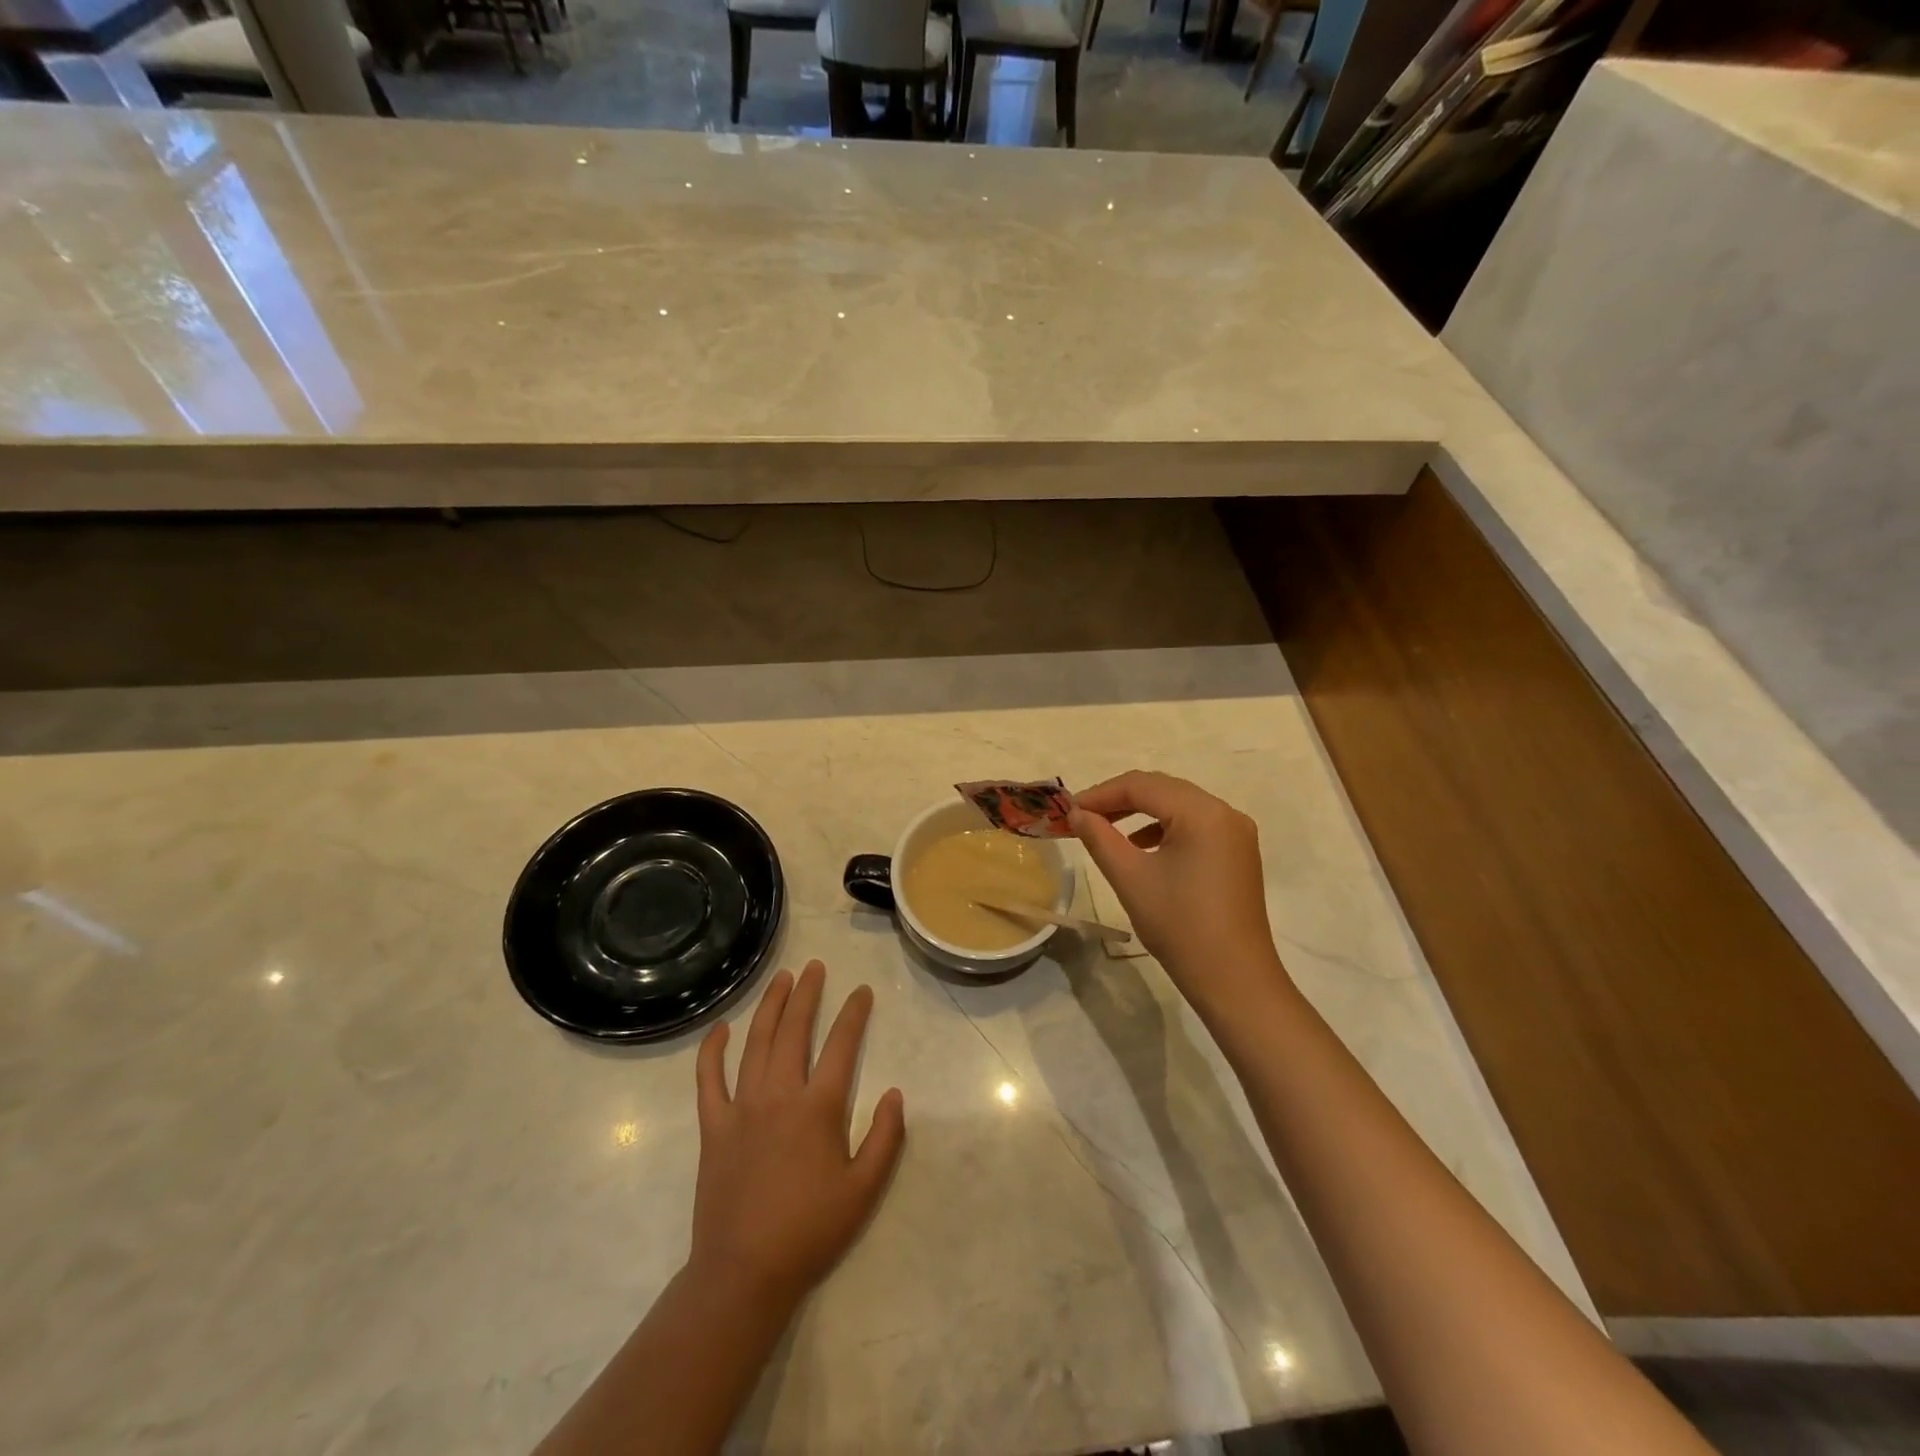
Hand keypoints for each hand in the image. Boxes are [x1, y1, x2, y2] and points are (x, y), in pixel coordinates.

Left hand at [690, 962, 905, 1314]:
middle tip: (815, 967)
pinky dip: (713, 1050)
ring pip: (756, 1042)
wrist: (744, 1273)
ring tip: (781, 979)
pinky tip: (722, 1028)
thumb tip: (895, 1093)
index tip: (862, 991)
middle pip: (795, 1030)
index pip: (842, 1046)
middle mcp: (779, 1094)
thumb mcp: (863, 1190)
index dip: (854, 1014)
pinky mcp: (713, 1126)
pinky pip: (709, 1079)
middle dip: (807, 994)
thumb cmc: (809, 1231)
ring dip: (770, 1006)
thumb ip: (885, 1138)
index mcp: (818, 1108)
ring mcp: (742, 1107)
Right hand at [1071, 771, 1292, 1014]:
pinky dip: (1163, 829)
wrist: (1234, 980)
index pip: (1142, 785)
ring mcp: (1236, 833)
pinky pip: (1195, 826)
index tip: (1069, 810)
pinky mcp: (1237, 853)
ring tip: (1106, 830)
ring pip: (1179, 806)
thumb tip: (1076, 813)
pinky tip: (1141, 848)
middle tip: (1083, 816)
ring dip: (1141, 812)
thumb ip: (1099, 837)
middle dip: (1120, 799)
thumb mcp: (1131, 878)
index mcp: (1202, 813)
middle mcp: (1225, 812)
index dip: (1101, 793)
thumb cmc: (1180, 925)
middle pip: (1163, 789)